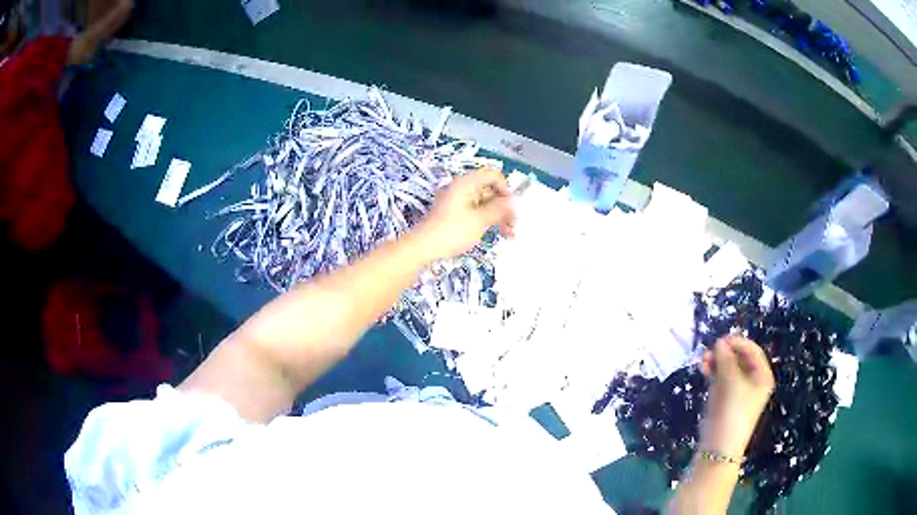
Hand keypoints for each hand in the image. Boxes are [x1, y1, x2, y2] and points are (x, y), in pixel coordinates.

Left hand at [416, 167, 515, 260]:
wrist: (424, 247)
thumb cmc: (453, 231)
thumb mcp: (480, 220)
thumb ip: (499, 209)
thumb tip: (513, 202)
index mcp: (467, 183)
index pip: (493, 175)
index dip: (505, 188)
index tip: (512, 206)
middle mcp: (463, 188)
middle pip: (491, 190)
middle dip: (505, 206)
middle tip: (515, 224)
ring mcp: (460, 201)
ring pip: (486, 203)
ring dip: (500, 217)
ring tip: (510, 235)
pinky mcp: (457, 214)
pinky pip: (478, 212)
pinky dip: (489, 221)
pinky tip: (500, 234)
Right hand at [699, 335, 774, 458]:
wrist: (718, 448)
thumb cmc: (732, 412)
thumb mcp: (731, 383)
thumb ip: (726, 360)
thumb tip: (720, 342)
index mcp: (762, 376)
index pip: (753, 351)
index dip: (738, 343)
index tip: (721, 340)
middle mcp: (752, 381)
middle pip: (740, 358)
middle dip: (725, 352)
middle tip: (710, 350)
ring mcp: (738, 390)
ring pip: (728, 367)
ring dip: (717, 361)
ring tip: (703, 360)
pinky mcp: (724, 398)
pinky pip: (720, 378)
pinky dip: (713, 372)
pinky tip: (704, 368)